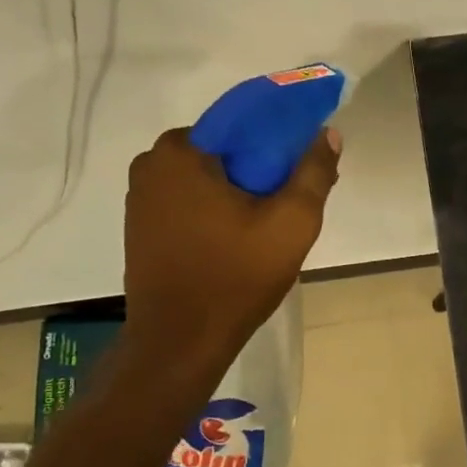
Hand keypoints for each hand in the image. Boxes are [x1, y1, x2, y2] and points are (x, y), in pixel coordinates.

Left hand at [122, 126, 340, 356]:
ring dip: (237, 194)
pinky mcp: (139, 228)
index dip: (279, 141)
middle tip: (290, 204)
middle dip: (259, 171)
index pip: (242, 125)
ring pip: (205, 180)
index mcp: (181, 151)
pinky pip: (188, 204)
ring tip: (268, 227)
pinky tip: (238, 240)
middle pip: (223, 153)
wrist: (181, 341)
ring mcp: (139, 198)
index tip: (302, 168)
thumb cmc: (236, 277)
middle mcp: (151, 164)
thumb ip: (313, 173)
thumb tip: (328, 134)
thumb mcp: (291, 223)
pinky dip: (214, 213)